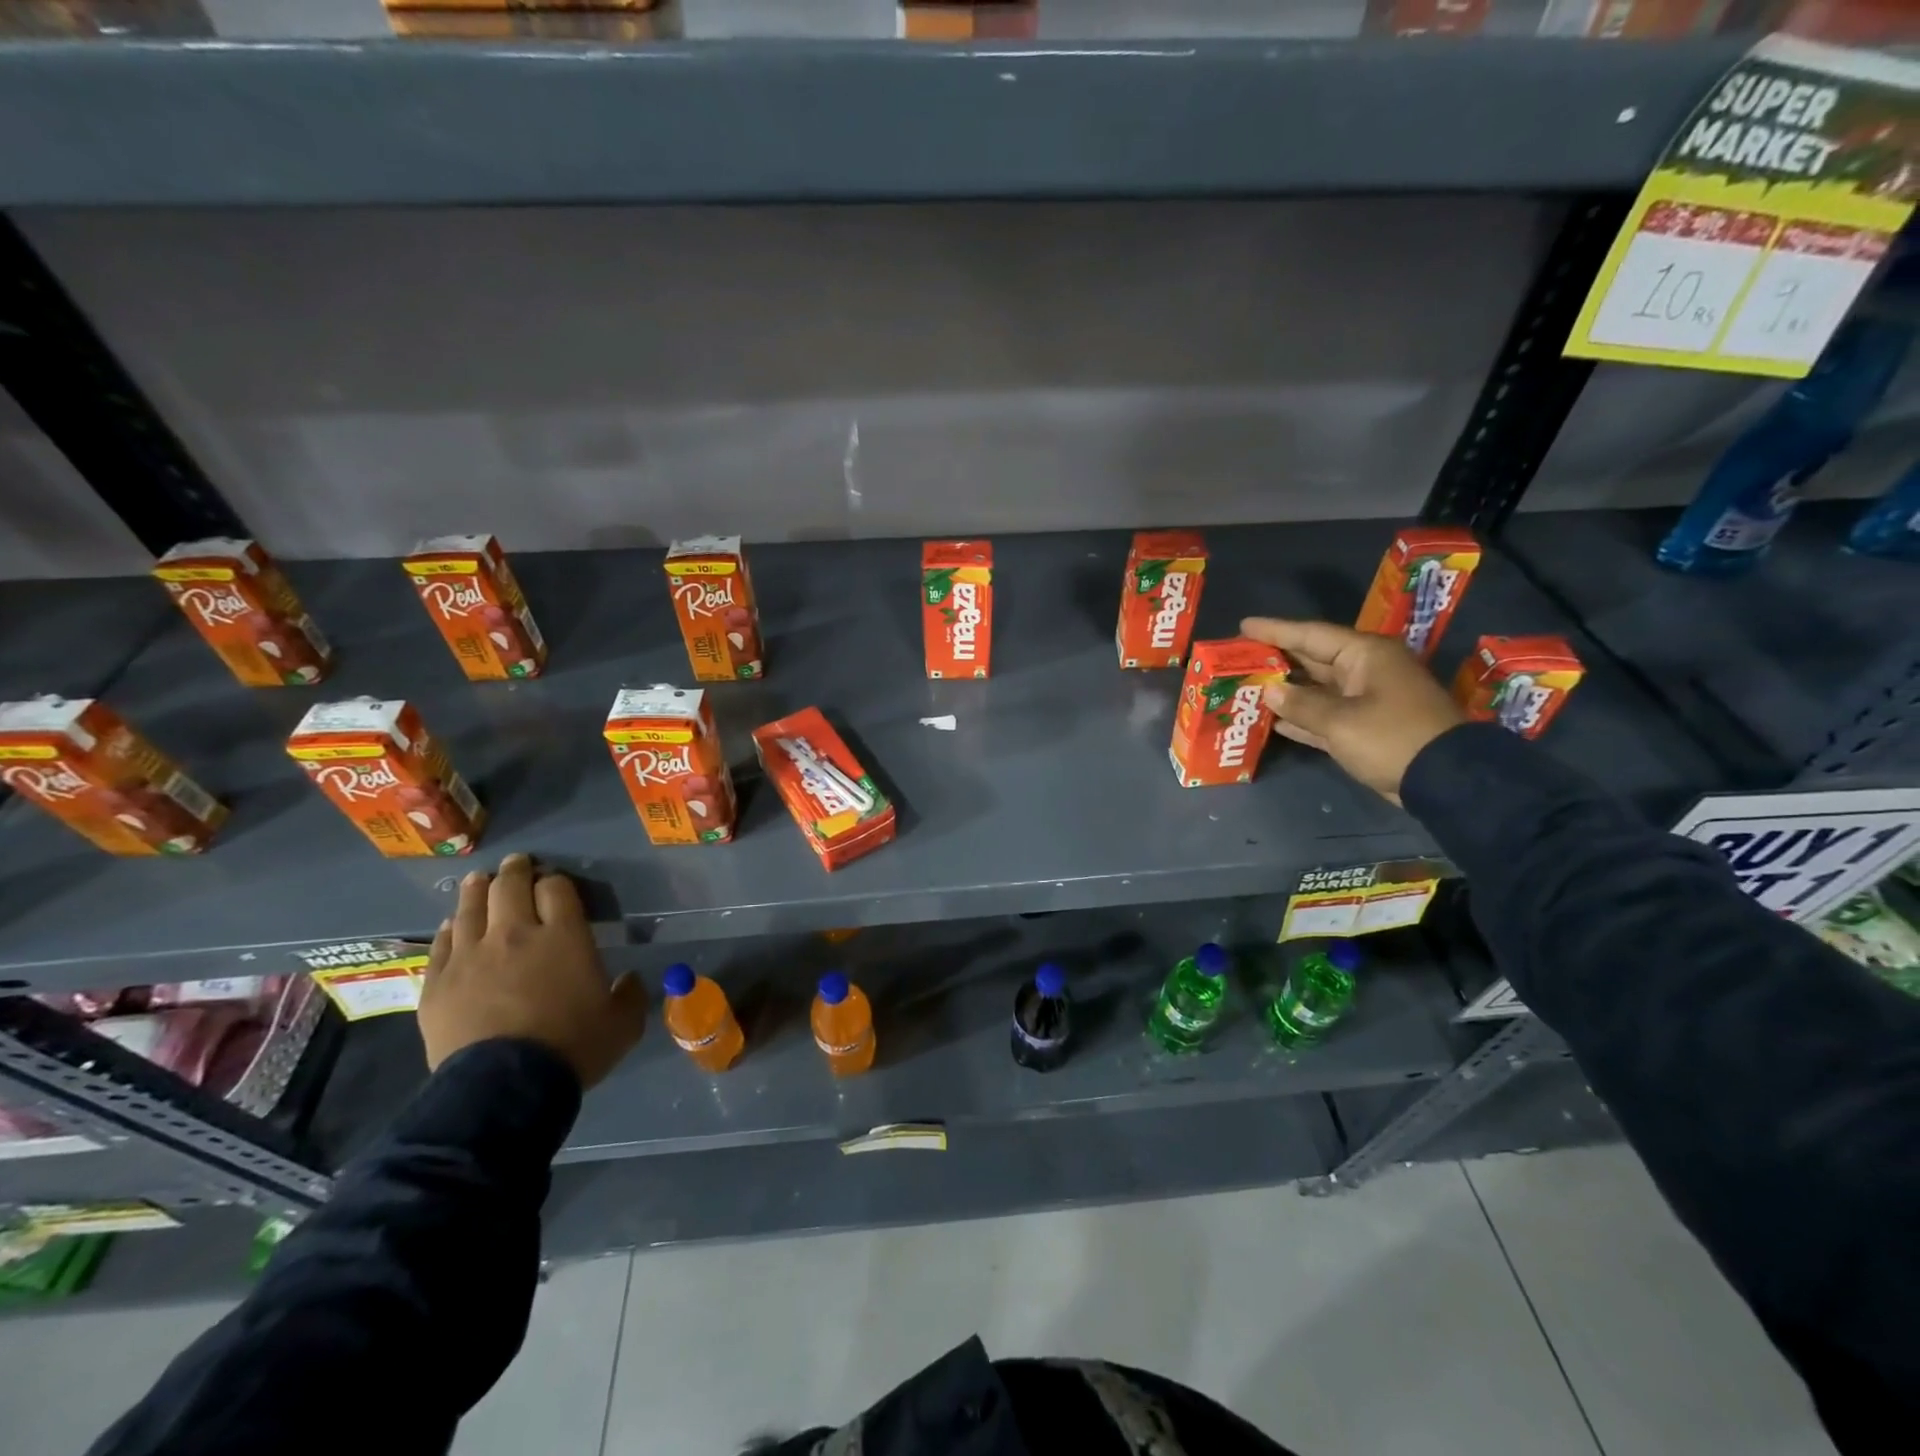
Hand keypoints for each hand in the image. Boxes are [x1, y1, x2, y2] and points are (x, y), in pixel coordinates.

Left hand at [419, 853, 644, 1088]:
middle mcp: (515, 934)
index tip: (556, 885)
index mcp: (564, 936)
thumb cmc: (572, 1048)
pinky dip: (450, 929)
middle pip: (510, 886)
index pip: (557, 888)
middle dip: (516, 871)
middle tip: (518, 865)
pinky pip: (441, 943)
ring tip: (480, 880)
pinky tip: (453, 926)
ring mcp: (471, 956)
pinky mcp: (438, 982)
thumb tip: (631, 980)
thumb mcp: (623, 1023)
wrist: (504, 1088)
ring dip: (478, 889)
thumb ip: (631, 994)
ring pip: (470, 907)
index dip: (557, 882)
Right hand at [1240, 617, 1464, 805]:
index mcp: (1365, 655)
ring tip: (1248, 687)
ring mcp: (1368, 699)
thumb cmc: (1391, 738)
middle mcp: (1366, 671)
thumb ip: (1300, 705)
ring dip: (1286, 691)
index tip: (1243, 626)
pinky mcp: (1366, 727)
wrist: (1445, 779)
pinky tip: (1273, 720)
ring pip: (1317, 689)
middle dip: (1277, 660)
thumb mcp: (1340, 721)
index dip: (1275, 631)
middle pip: (1313, 659)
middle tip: (1240, 657)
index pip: (1311, 635)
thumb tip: (1270, 691)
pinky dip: (1302, 717)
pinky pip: (1325, 715)